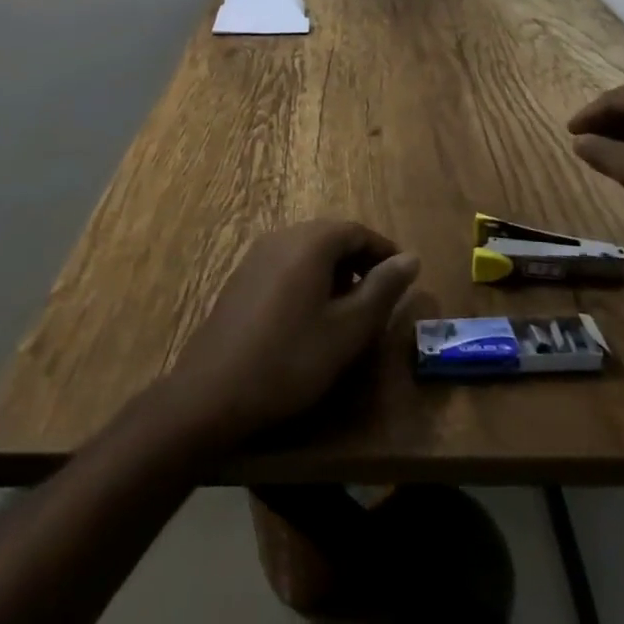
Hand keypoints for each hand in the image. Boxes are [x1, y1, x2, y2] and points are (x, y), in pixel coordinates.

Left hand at [162, 221, 419, 447]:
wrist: (211, 393)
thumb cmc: (289, 360)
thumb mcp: (348, 330)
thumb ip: (383, 290)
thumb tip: (412, 258)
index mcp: (311, 241)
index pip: (358, 231)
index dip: (384, 253)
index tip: (404, 279)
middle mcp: (283, 236)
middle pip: (332, 237)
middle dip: (360, 263)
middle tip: (380, 298)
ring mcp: (257, 256)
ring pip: (308, 252)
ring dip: (335, 273)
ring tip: (349, 312)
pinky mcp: (242, 278)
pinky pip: (287, 266)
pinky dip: (309, 281)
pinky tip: (310, 319)